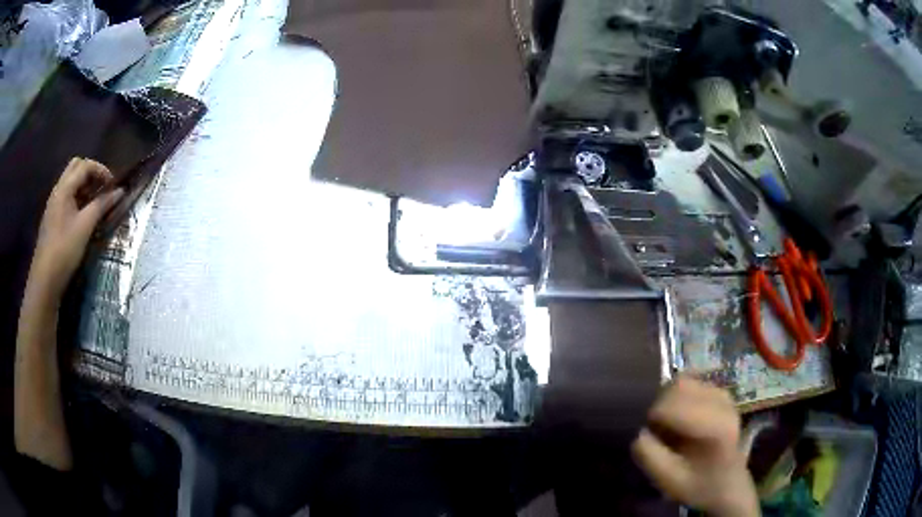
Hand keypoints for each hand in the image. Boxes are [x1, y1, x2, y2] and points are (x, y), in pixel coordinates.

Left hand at [28, 158, 123, 299]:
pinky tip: (83, 216)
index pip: (85, 165)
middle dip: (91, 173)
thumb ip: (101, 205)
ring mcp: (53, 205)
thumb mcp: (85, 227)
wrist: (45, 280)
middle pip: (76, 168)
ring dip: (84, 186)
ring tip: (95, 203)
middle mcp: (58, 191)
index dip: (101, 170)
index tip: (113, 185)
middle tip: (102, 189)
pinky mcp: (53, 219)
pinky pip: (67, 198)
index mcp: (64, 188)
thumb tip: (120, 191)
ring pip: (70, 183)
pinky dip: (77, 198)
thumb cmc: (64, 250)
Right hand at [632, 376, 758, 516]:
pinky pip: (691, 384)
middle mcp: (723, 402)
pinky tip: (679, 418)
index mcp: (716, 426)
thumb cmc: (699, 485)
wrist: (728, 483)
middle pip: (679, 387)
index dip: (654, 418)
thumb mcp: (669, 480)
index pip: (674, 405)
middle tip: (656, 431)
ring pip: (683, 381)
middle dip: (660, 406)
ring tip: (668, 425)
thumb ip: (650, 456)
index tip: (648, 436)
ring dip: (668, 400)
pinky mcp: (720, 391)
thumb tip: (639, 432)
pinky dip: (677, 397)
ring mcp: (723, 394)